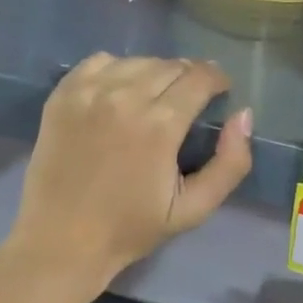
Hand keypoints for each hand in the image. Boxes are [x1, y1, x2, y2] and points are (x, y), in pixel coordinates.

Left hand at [7, 54, 253, 295]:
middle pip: (171, 65)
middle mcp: (124, 97)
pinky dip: (117, 68)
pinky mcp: (63, 93)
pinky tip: (119, 90)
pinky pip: (100, 61)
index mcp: (159, 125)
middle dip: (189, 77)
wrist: (60, 242)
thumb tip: (243, 115)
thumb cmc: (130, 228)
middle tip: (190, 99)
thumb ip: (230, 163)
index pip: (200, 77)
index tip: (220, 91)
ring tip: (156, 95)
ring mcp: (89, 92)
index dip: (217, 79)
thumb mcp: (193, 209)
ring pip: (138, 60)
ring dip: (155, 72)